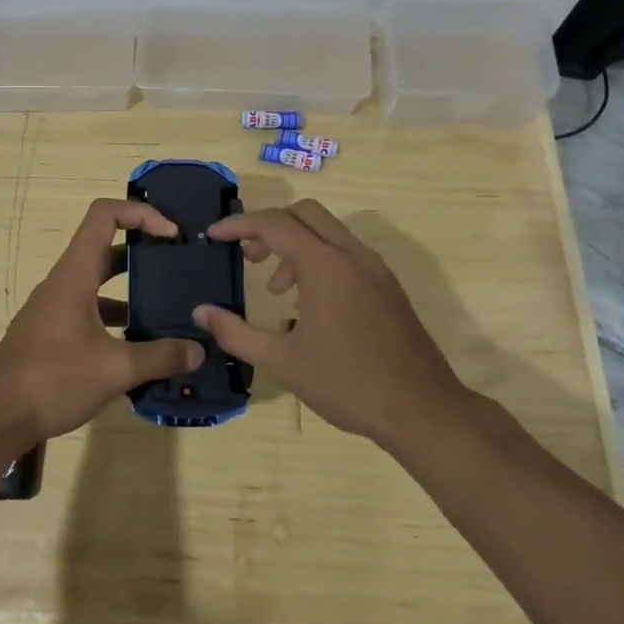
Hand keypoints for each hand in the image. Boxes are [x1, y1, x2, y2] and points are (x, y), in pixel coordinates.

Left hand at [0, 199, 200, 447]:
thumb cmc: (52, 379)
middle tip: (178, 266)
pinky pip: (90, 313)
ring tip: (168, 309)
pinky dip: (117, 321)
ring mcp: (55, 309)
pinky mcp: (52, 335)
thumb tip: (198, 350)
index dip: (141, 212)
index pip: (105, 215)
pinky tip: (139, 347)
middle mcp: (64, 283)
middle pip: (106, 248)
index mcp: (75, 274)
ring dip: (132, 290)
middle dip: (144, 252)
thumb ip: (159, 357)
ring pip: (99, 285)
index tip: (171, 235)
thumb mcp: (114, 368)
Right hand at [197, 200, 471, 447]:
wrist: (422, 410)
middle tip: (249, 257)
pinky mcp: (388, 286)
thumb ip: (236, 332)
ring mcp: (375, 269)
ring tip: (277, 291)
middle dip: (269, 226)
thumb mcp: (282, 362)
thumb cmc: (347, 384)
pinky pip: (346, 253)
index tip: (213, 236)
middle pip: (304, 213)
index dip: (238, 225)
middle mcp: (352, 255)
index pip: (274, 224)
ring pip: (328, 231)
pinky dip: (319, 259)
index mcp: (325, 265)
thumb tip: (201, 312)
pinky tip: (310, 304)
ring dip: (295, 245)